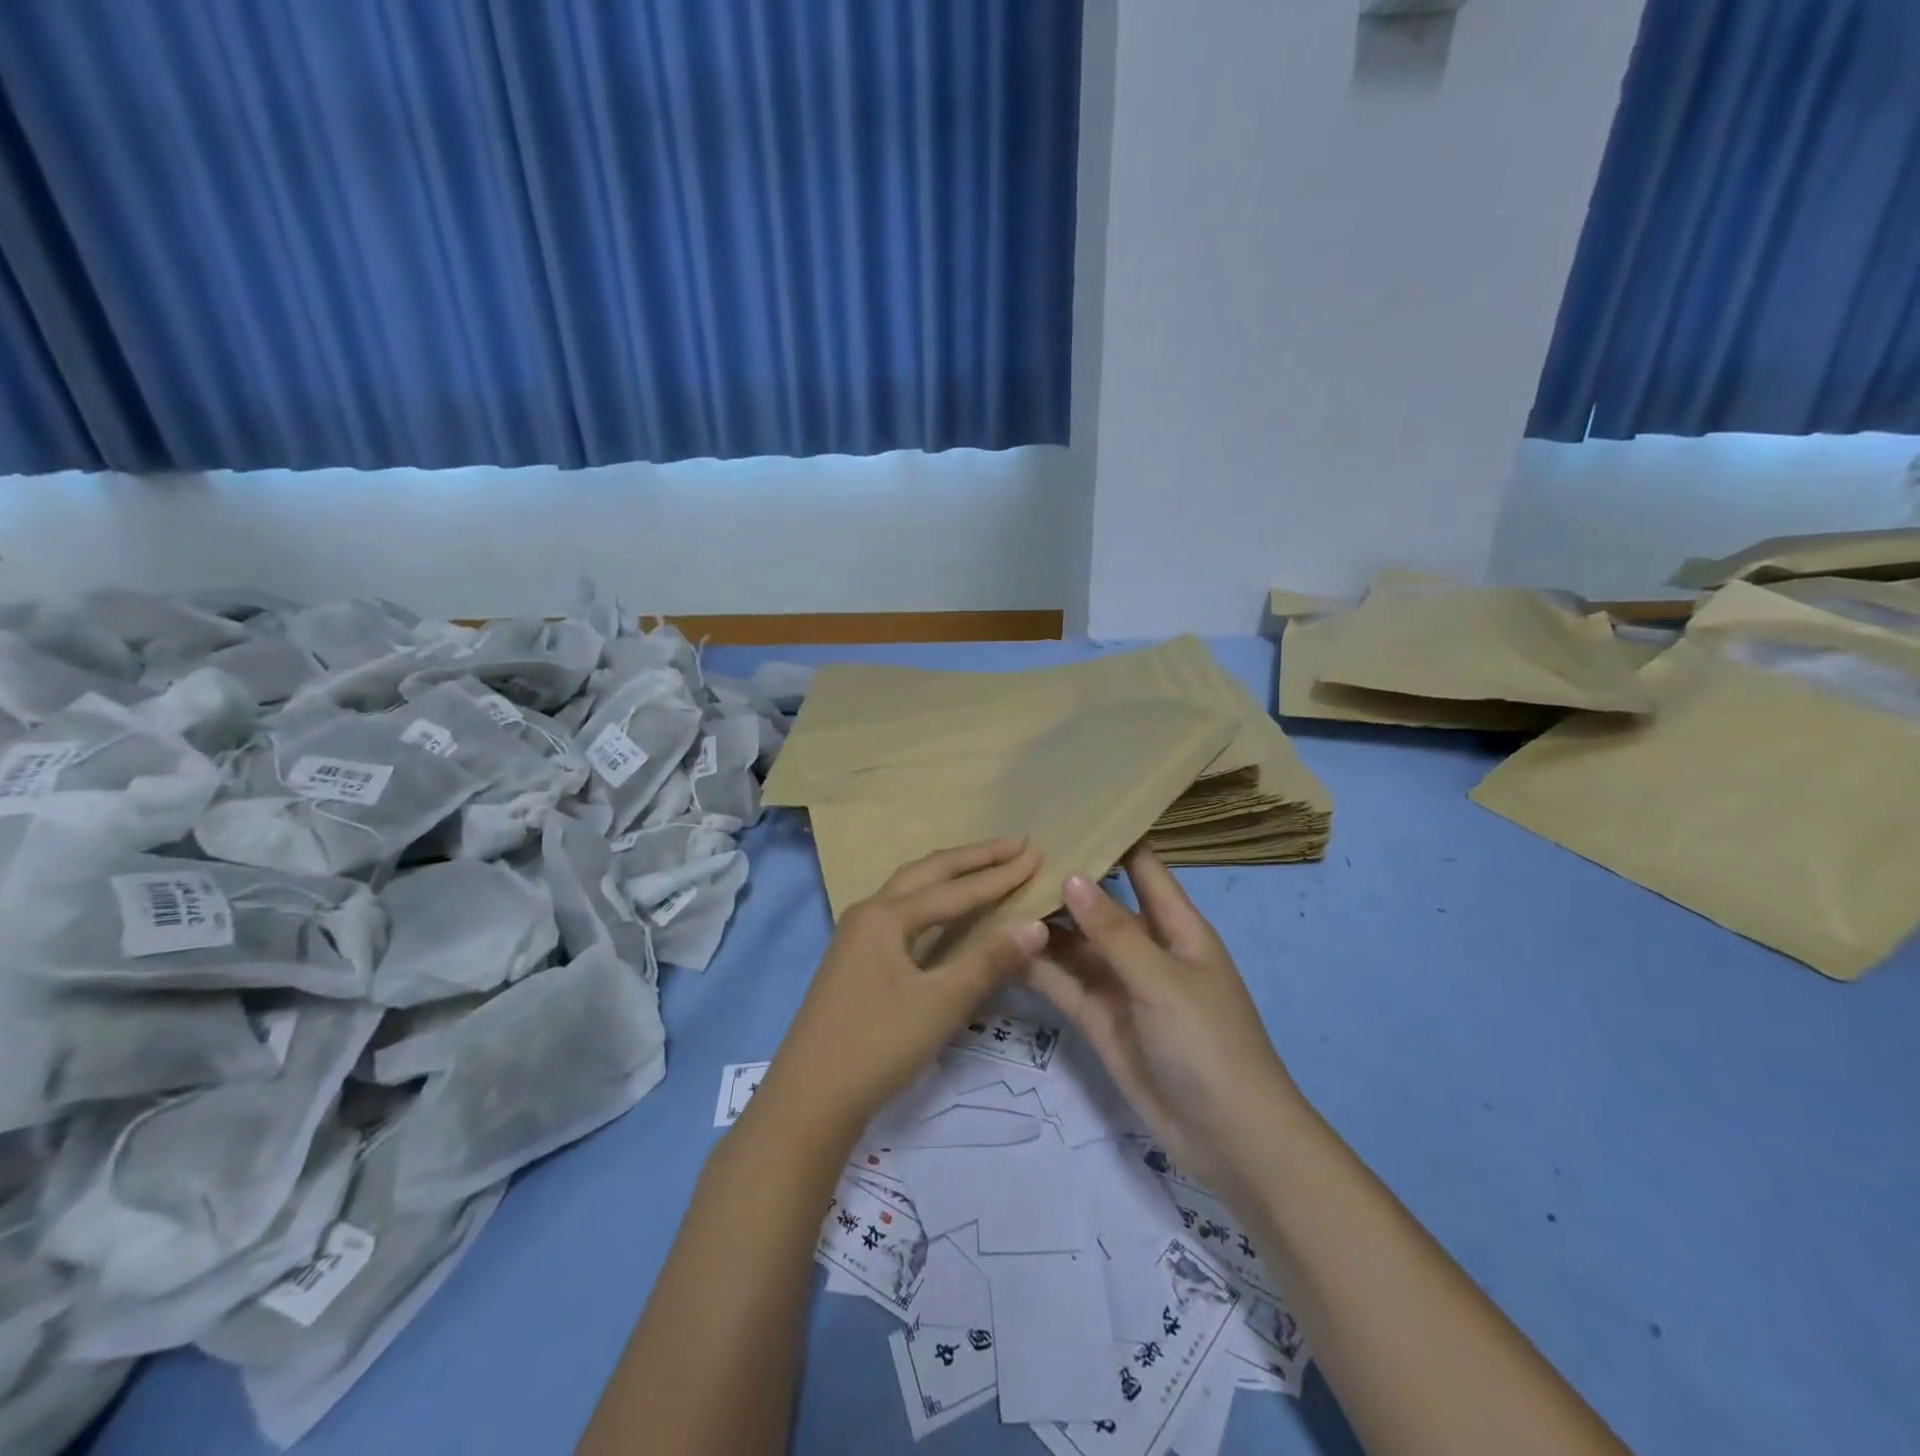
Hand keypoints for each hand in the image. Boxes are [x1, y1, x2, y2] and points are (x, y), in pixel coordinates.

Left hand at [761, 838, 1047, 1136]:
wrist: (809, 1097)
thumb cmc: (878, 1045)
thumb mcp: (941, 1004)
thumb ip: (989, 960)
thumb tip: (1036, 924)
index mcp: (886, 916)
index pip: (955, 889)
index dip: (999, 874)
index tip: (1035, 853)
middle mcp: (869, 912)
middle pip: (928, 872)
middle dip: (973, 857)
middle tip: (1014, 845)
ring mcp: (856, 934)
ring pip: (909, 888)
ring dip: (948, 873)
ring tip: (983, 864)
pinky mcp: (854, 958)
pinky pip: (901, 911)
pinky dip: (931, 899)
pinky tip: (942, 910)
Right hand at [1026, 845, 1301, 1199]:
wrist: (1228, 1140)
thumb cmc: (1209, 1044)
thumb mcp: (1163, 981)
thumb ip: (1114, 932)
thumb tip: (1072, 875)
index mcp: (1177, 926)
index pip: (1143, 867)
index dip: (1113, 836)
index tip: (1068, 809)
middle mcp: (1145, 947)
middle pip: (1098, 903)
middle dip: (1062, 880)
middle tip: (1008, 851)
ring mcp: (1119, 984)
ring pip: (1073, 943)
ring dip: (1041, 923)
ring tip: (992, 891)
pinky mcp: (1097, 1018)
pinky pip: (1062, 982)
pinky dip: (1036, 964)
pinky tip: (998, 943)